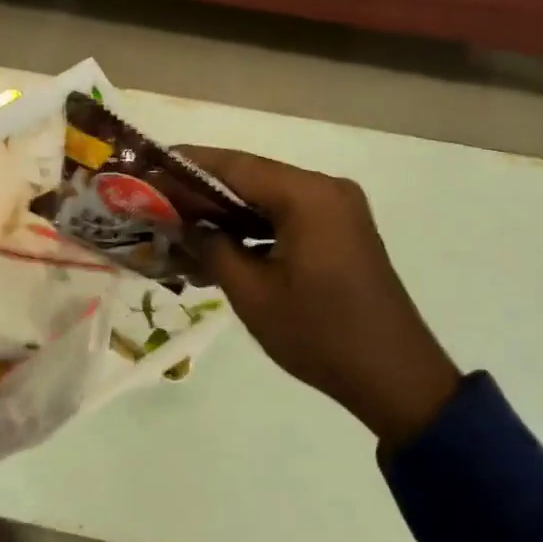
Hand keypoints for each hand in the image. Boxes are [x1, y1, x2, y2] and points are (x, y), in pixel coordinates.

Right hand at [179, 147, 461, 446]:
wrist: (395, 377)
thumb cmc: (320, 334)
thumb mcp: (253, 293)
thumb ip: (212, 247)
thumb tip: (182, 223)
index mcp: (308, 196)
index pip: (235, 166)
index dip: (188, 164)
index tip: (148, 166)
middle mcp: (326, 190)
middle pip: (252, 178)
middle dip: (202, 189)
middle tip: (155, 199)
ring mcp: (338, 210)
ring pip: (269, 199)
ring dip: (227, 211)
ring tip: (178, 224)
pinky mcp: (341, 232)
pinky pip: (288, 217)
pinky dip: (254, 228)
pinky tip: (219, 245)